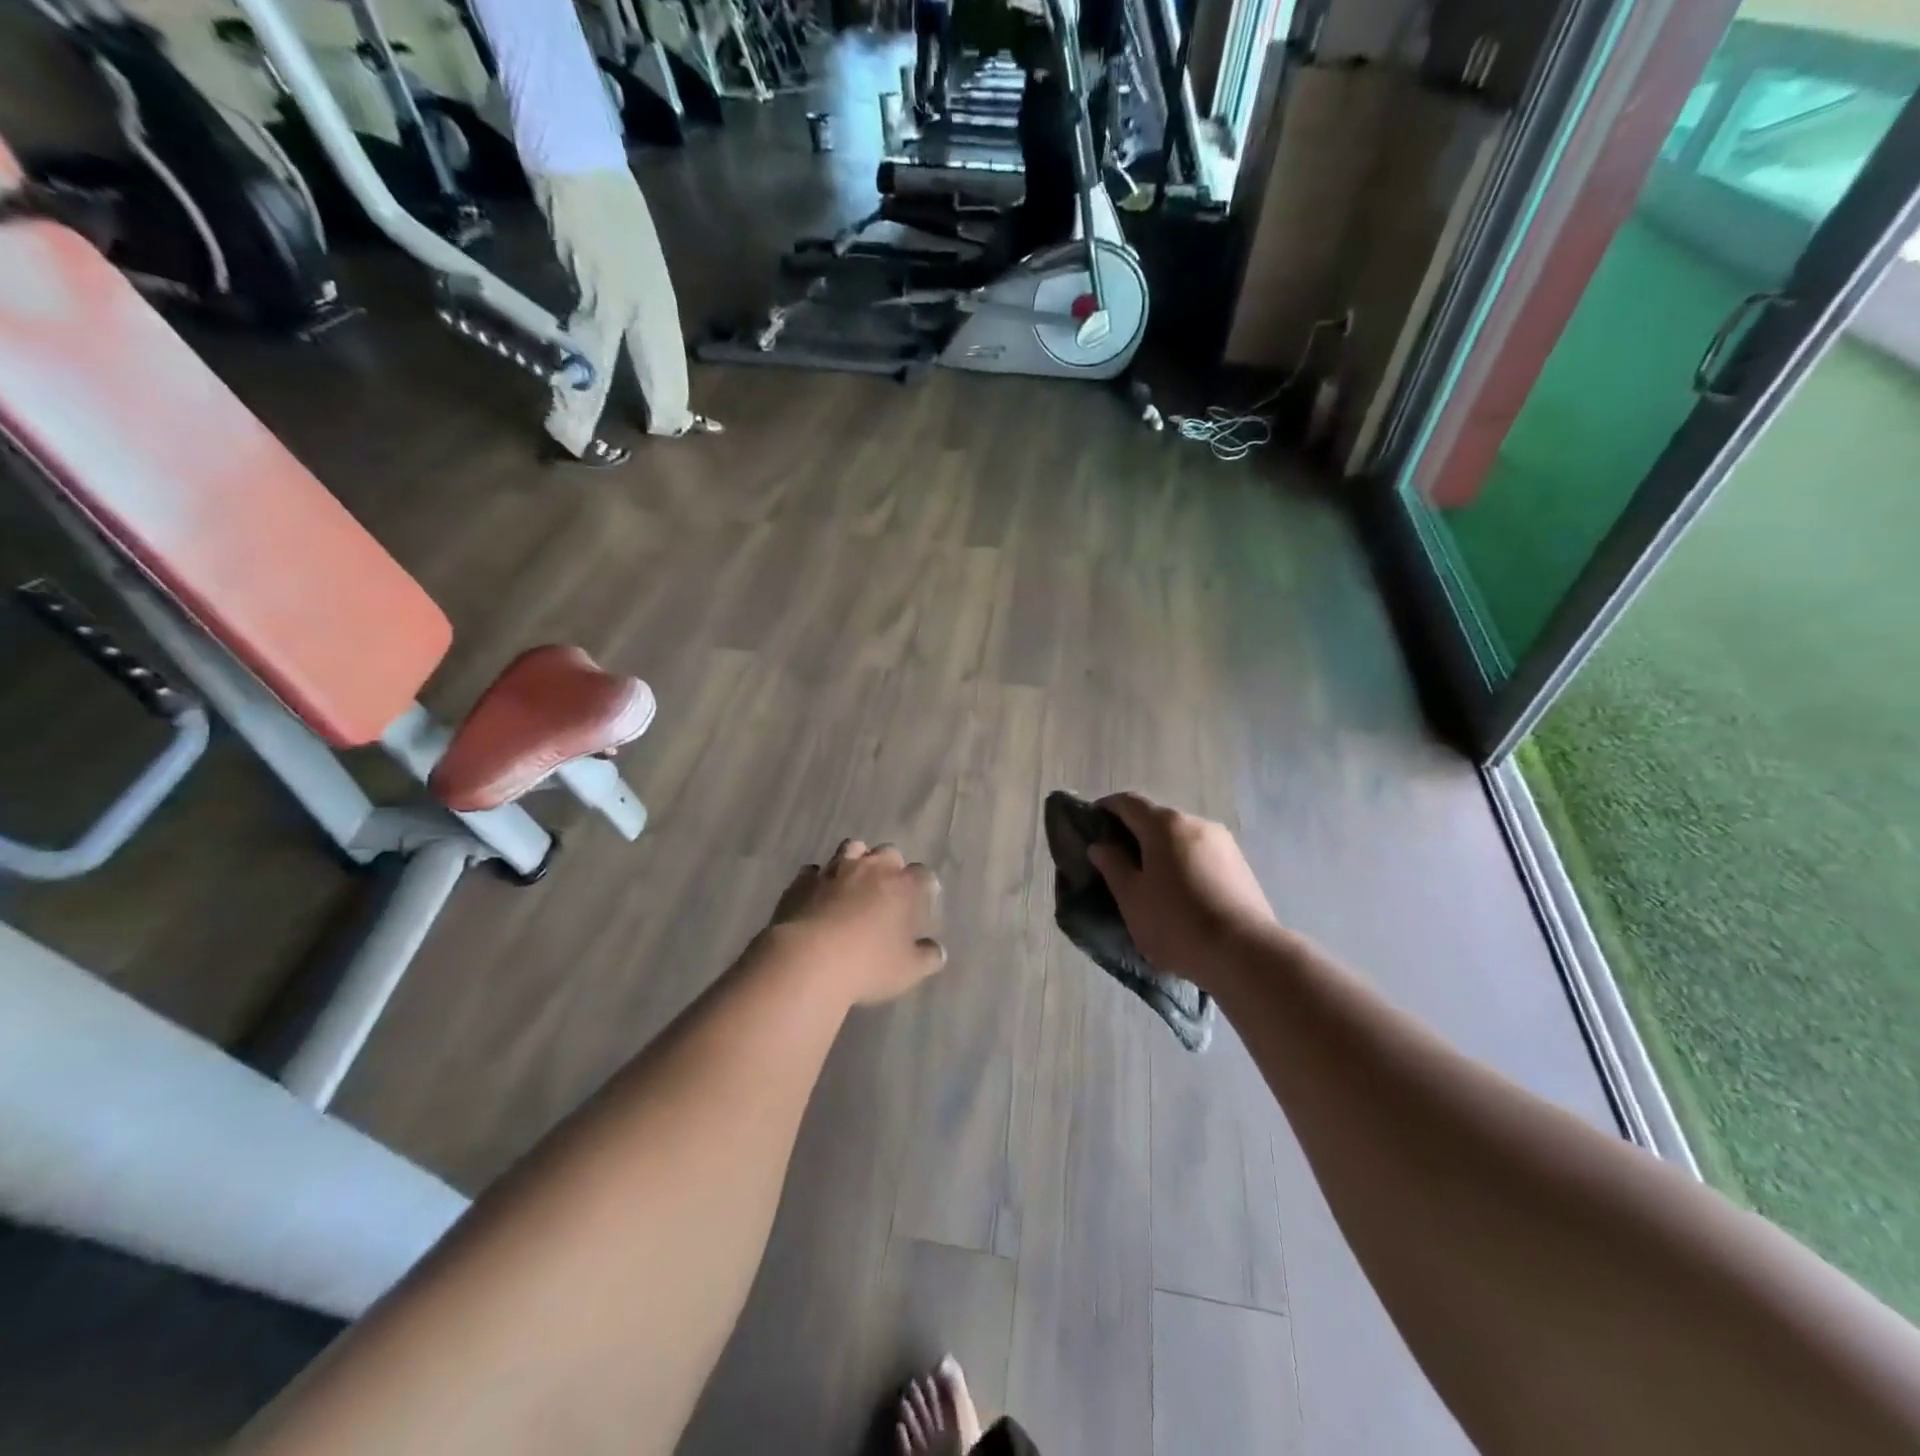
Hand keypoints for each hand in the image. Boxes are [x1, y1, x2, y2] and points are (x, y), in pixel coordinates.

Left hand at [768, 840, 945, 1005]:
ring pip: (852, 848)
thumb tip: (936, 951)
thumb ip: (927, 957)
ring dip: (857, 860)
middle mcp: (871, 868)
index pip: (923, 874)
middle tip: (888, 889)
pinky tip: (818, 894)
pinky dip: (819, 878)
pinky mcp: (803, 880)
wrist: (808, 960)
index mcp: (903, 886)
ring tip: (854, 881)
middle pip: (889, 852)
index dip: (925, 886)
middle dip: (891, 866)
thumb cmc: (868, 964)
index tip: (924, 900)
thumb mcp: (908, 970)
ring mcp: (835, 870)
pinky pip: (814, 870)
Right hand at [1089, 793, 1276, 991]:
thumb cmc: (1176, 923)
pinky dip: (1184, 864)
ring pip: (1181, 838)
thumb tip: (1101, 845)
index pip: (1127, 802)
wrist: (1245, 954)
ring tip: (1150, 882)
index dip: (1106, 809)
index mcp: (1165, 824)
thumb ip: (1113, 866)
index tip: (1091, 826)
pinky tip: (1181, 894)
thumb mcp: (1131, 898)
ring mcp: (1223, 843)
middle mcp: (1196, 823)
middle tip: (1117, 861)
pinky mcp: (1241, 866)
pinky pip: (1201, 855)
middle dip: (1134, 834)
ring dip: (1161, 851)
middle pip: (1156, 819)